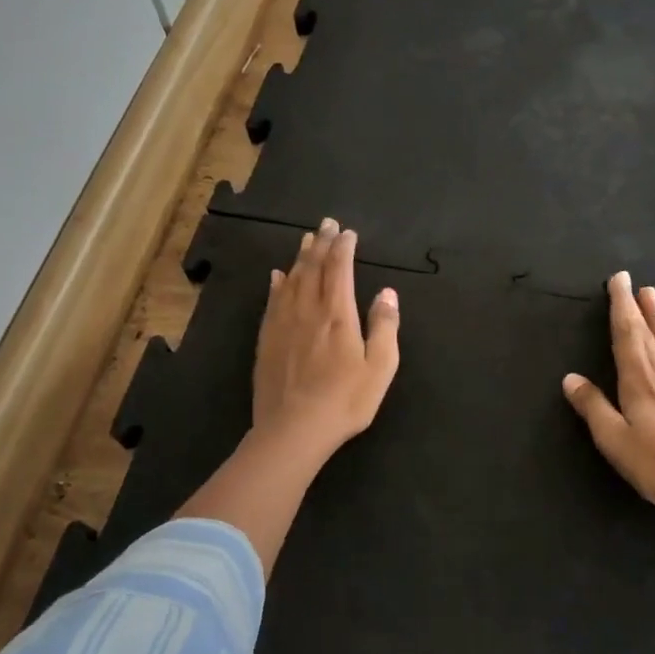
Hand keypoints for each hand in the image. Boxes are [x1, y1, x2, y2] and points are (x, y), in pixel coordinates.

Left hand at [252, 217, 400, 460]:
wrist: (293, 429)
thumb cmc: (345, 401)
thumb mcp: (380, 367)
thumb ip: (384, 327)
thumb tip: (387, 292)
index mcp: (338, 315)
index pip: (340, 269)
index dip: (344, 248)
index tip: (348, 232)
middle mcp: (308, 311)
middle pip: (313, 268)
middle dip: (322, 243)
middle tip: (327, 224)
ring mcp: (283, 324)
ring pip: (291, 280)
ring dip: (300, 257)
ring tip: (306, 240)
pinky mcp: (267, 341)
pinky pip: (272, 302)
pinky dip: (277, 284)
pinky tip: (277, 276)